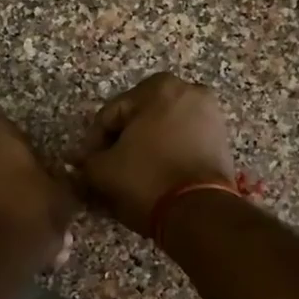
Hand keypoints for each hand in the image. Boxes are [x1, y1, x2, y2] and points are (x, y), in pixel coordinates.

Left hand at [0, 113, 77, 272]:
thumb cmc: (26, 212)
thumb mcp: (62, 194)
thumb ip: (61, 179)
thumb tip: (61, 178)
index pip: (18, 134)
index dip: (35, 157)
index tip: (47, 178)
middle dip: (14, 176)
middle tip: (37, 200)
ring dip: (2, 196)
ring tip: (26, 224)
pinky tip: (9, 234)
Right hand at [77, 72, 235, 233]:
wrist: (199, 212)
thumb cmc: (147, 179)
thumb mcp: (103, 170)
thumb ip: (86, 161)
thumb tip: (77, 162)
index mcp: (159, 87)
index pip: (111, 114)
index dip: (93, 142)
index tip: (86, 165)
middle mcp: (189, 91)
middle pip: (138, 119)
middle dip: (120, 143)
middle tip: (106, 170)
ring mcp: (210, 115)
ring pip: (161, 131)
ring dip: (143, 149)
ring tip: (128, 177)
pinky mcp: (222, 140)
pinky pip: (182, 143)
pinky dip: (165, 155)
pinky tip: (152, 177)